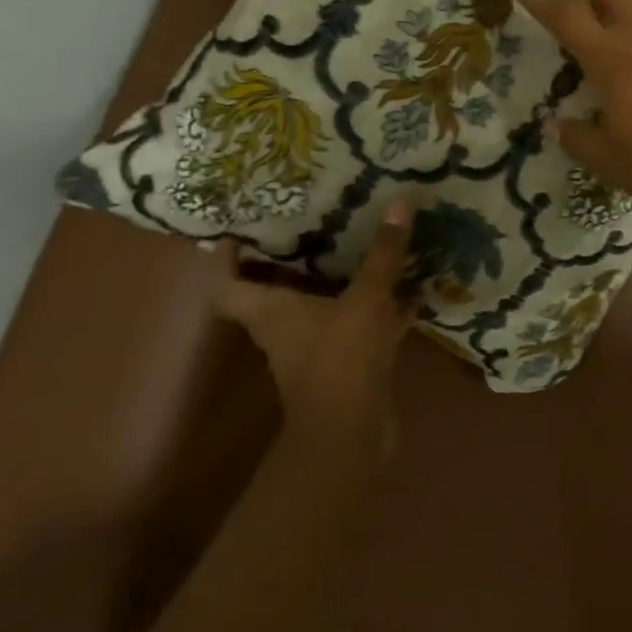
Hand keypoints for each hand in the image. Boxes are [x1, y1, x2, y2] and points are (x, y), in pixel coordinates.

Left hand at [215, 204, 415, 445]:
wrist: (352, 433)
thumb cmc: (343, 359)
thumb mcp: (367, 298)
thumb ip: (384, 253)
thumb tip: (400, 198)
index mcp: (271, 311)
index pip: (227, 283)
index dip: (226, 257)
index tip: (243, 227)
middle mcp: (284, 328)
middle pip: (272, 289)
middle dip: (289, 257)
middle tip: (312, 220)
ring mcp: (314, 348)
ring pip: (317, 305)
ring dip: (334, 280)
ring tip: (359, 244)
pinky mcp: (345, 362)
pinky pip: (354, 323)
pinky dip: (373, 306)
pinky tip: (405, 287)